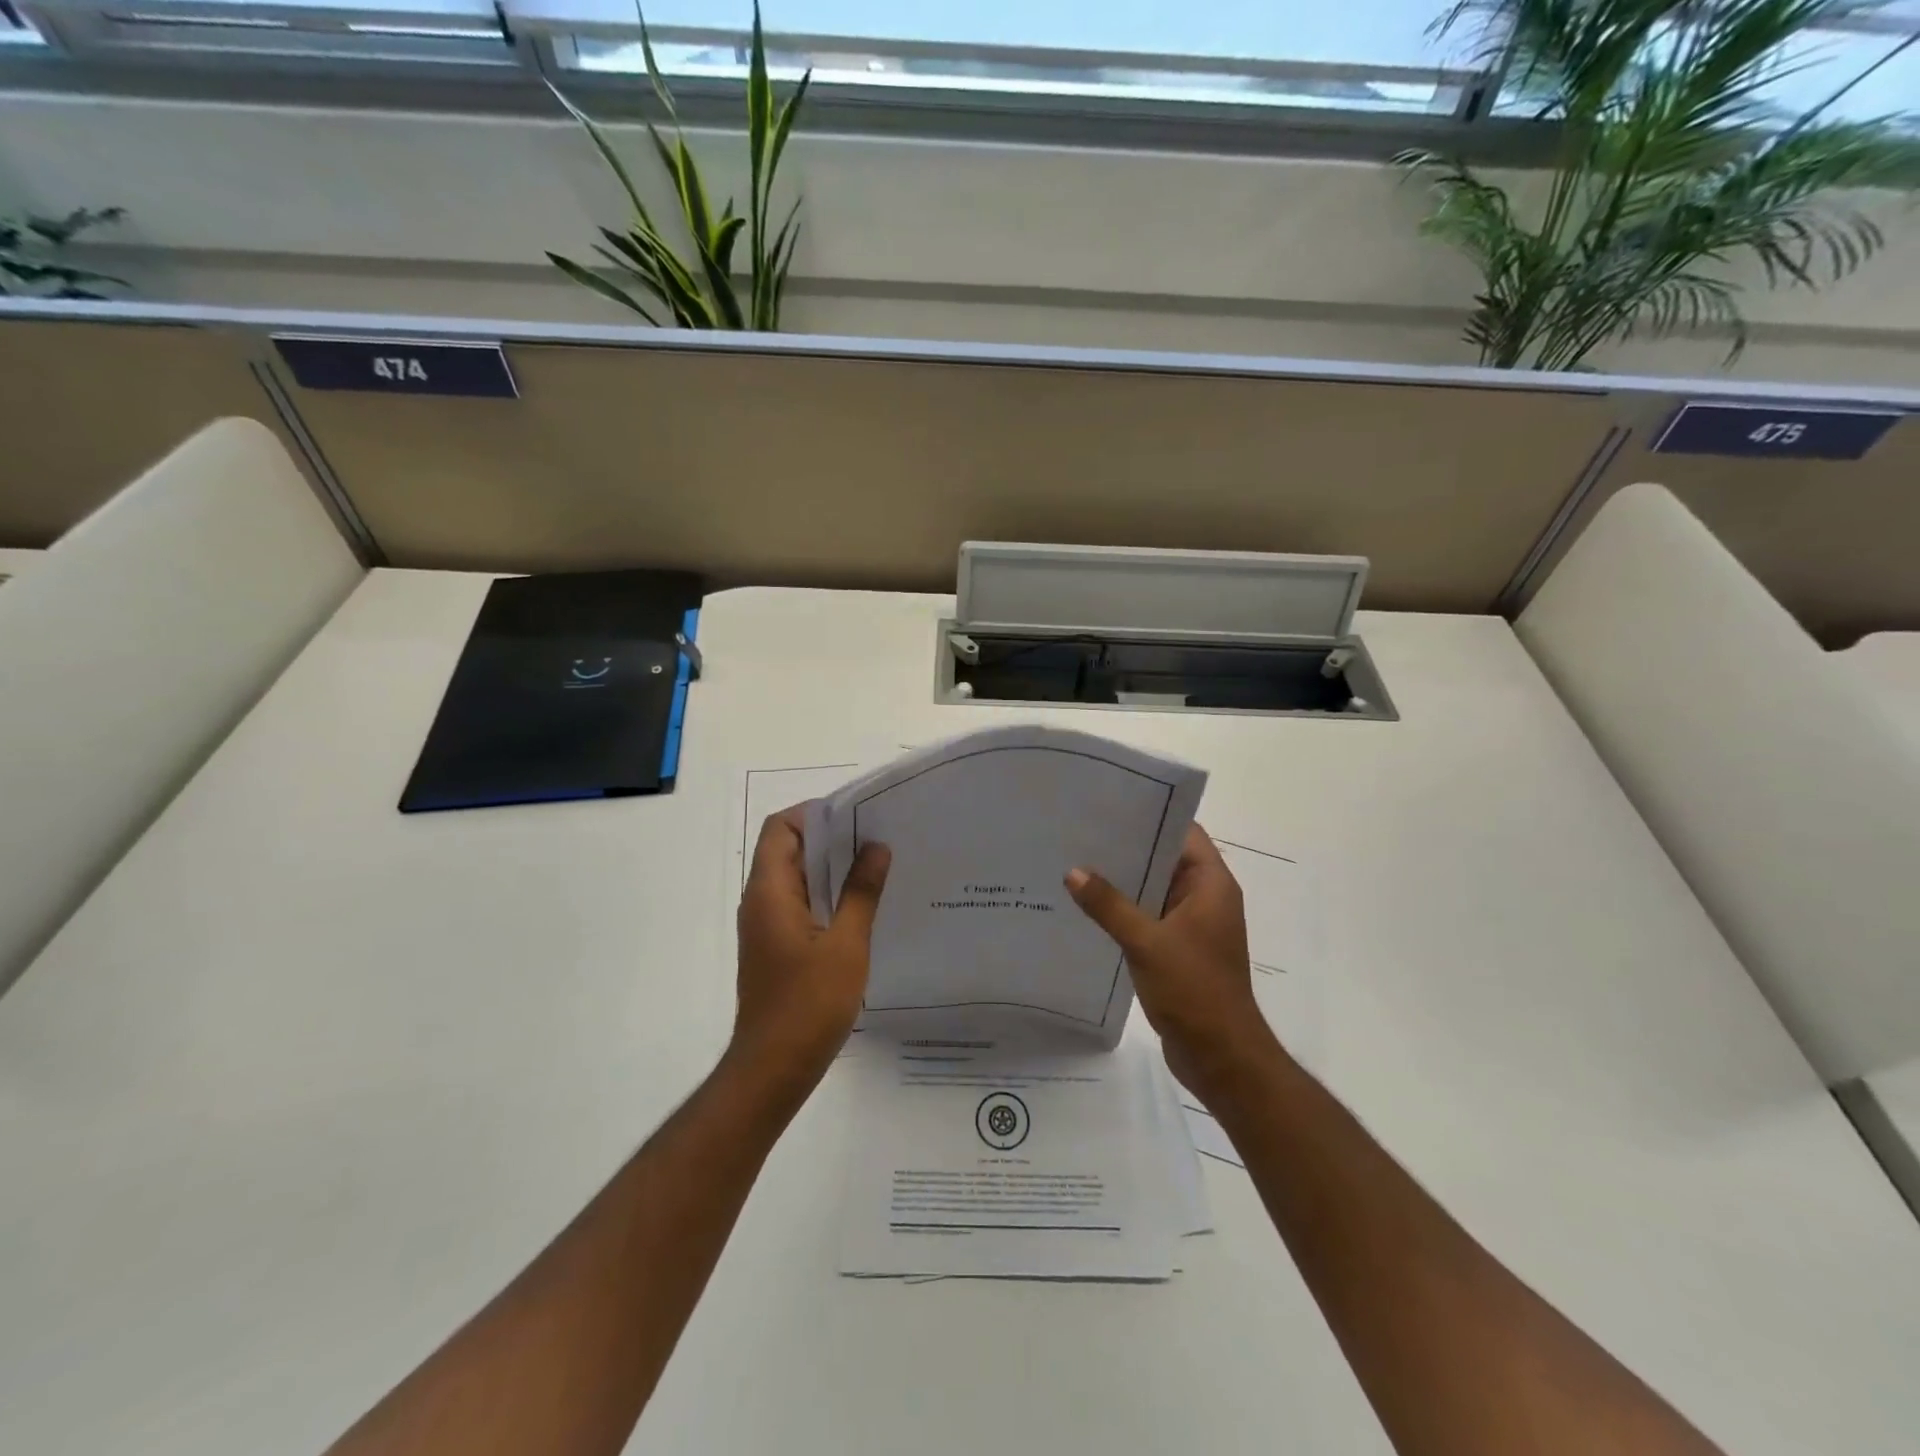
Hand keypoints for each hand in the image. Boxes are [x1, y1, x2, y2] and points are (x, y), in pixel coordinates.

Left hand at [730, 807, 890, 1100]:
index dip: (814, 813)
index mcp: (770, 892)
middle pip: (788, 849)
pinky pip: (800, 904)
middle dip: (829, 838)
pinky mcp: (776, 947)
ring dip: (831, 868)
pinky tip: (862, 907)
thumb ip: (861, 892)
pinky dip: (827, 895)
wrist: (773, 1069)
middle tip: (876, 837)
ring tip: (876, 866)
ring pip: (796, 878)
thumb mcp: (846, 945)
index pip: (780, 828)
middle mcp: (761, 902)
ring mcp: (766, 926)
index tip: (856, 816)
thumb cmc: (808, 1004)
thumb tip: (876, 847)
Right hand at [1065, 823, 1278, 1095]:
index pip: (1184, 833)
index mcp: (1211, 886)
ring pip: (1153, 890)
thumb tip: (1073, 872)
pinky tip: (1086, 907)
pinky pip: (1147, 918)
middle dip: (1127, 847)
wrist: (1221, 1057)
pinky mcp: (1176, 950)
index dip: (1152, 815)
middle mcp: (1204, 899)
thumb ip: (1109, 906)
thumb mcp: (1147, 943)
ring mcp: (1191, 926)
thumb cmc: (1194, 991)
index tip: (1110, 804)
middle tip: (1080, 831)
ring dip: (1122, 881)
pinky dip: (1123, 910)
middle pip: (1165, 859)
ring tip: (1075, 862)